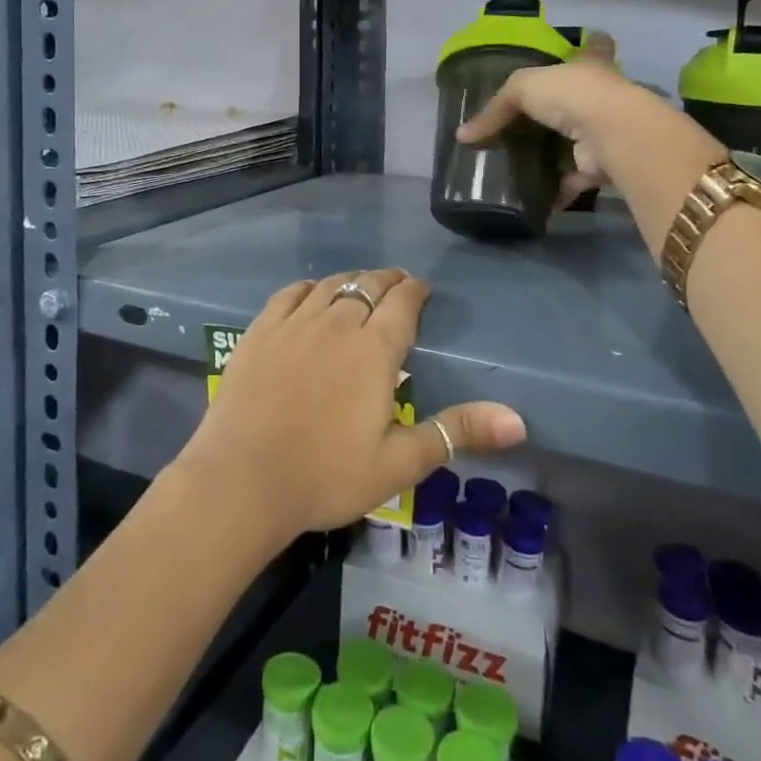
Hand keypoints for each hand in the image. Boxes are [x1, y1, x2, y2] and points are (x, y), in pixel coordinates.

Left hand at [178, 270, 525, 546]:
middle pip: (368, 286)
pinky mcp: (260, 330)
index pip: (402, 303)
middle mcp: (337, 323)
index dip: (416, 291)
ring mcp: (295, 323)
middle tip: (398, 285)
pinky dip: (309, 287)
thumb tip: (518, 420)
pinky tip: (312, 293)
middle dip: (388, 281)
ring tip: (361, 285)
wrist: (242, 480)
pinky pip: (291, 293)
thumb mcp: (399, 463)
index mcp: (374, 350)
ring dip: (352, 280)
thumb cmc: (325, 476)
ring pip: (331, 285)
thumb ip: (456, 433)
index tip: (423, 290)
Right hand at [458, 60, 726, 236]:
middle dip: (560, 108)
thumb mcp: (522, 88)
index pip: (593, 47)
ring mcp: (604, 131)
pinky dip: (557, 189)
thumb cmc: (571, 95)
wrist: (610, 133)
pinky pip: (575, 178)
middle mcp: (601, 95)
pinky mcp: (602, 164)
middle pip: (580, 97)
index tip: (585, 42)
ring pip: (576, 140)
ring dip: (556, 153)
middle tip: (526, 121)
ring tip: (523, 163)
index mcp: (589, 65)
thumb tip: (463, 136)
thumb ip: (494, 109)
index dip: (588, 45)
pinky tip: (535, 197)